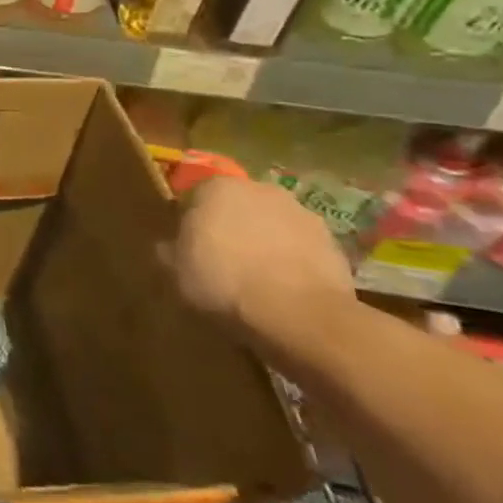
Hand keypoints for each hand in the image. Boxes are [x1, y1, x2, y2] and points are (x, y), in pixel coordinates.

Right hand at [167, 177, 356, 349]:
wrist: (299, 315)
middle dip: (230, 228)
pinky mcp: (334, 244)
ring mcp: (302, 214)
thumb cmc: (223, 282)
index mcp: (217, 187)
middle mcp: (260, 189)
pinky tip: (284, 290)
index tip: (188, 248)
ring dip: (263, 243)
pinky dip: (292, 262)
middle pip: (237, 207)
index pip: (195, 196)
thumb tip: (167, 245)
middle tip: (221, 262)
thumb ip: (168, 249)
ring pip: (271, 226)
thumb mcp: (175, 270)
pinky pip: (300, 249)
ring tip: (256, 280)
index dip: (190, 222)